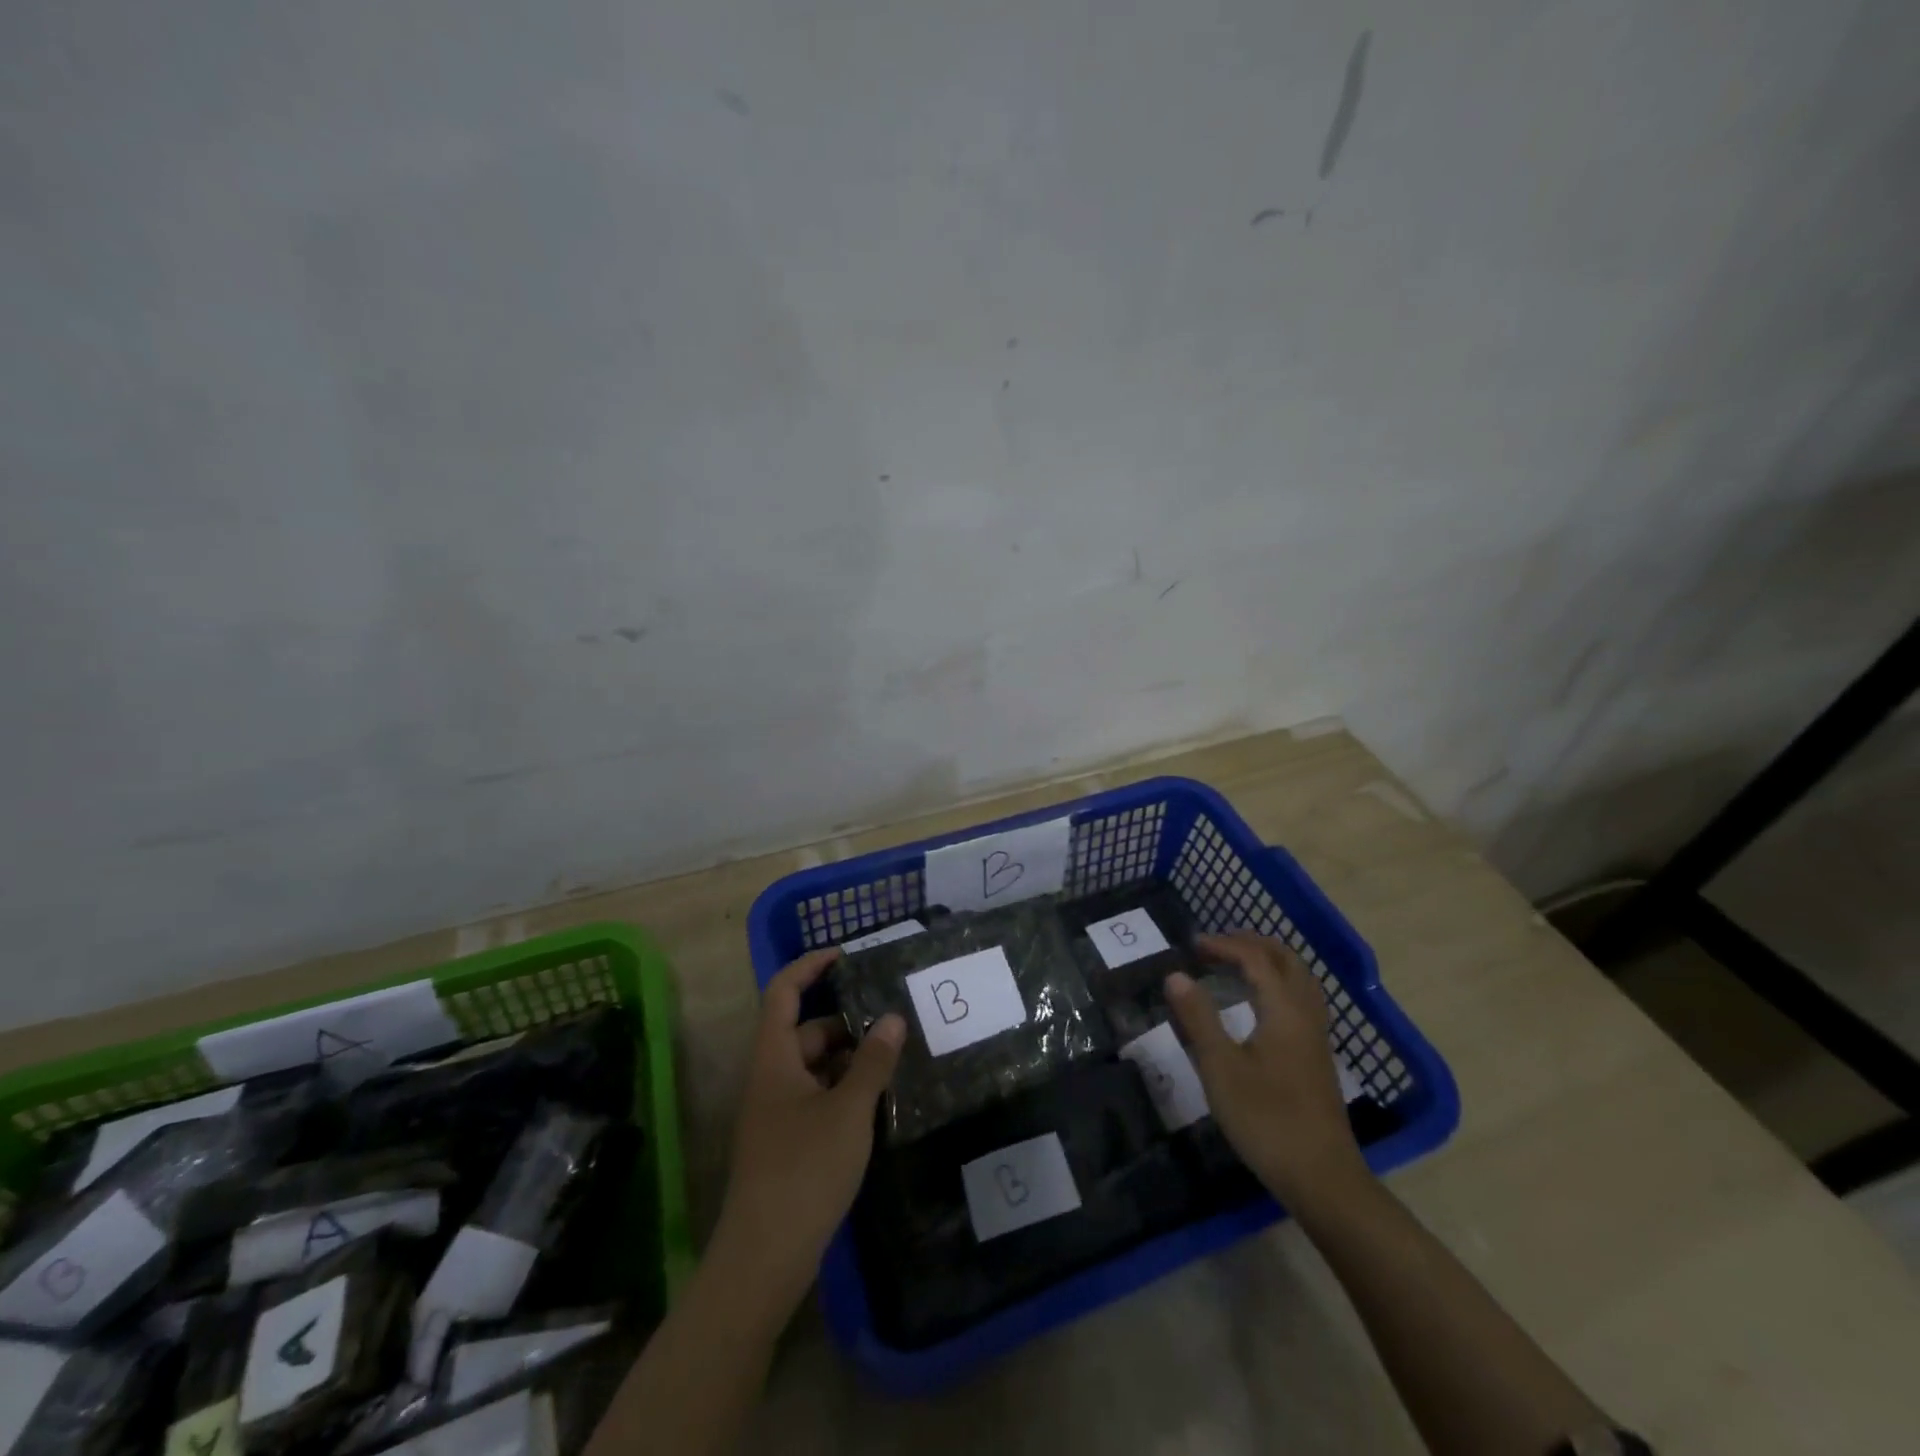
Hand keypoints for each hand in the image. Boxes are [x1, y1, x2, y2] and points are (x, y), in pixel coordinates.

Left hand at [711, 947, 905, 1316]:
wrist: (764, 1258)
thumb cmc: (804, 1170)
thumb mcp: (849, 1110)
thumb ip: (872, 1062)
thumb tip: (893, 1017)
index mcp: (774, 1059)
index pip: (783, 992)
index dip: (810, 967)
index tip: (846, 956)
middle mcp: (770, 1078)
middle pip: (804, 1031)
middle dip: (845, 1021)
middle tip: (892, 1019)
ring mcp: (776, 1113)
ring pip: (813, 1067)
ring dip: (848, 1058)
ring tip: (894, 1058)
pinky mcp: (786, 1143)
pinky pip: (816, 1097)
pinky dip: (843, 1090)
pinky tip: (877, 1101)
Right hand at [1165, 931, 1368, 1207]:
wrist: (1322, 1179)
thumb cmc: (1267, 1120)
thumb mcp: (1221, 1068)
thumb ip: (1198, 1018)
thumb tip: (1176, 974)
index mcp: (1284, 1010)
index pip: (1255, 959)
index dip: (1224, 945)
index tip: (1191, 945)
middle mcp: (1305, 1015)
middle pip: (1286, 961)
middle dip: (1251, 943)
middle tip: (1216, 944)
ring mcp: (1316, 1038)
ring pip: (1299, 979)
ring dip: (1268, 962)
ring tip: (1236, 964)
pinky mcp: (1317, 1058)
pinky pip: (1300, 999)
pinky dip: (1278, 983)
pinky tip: (1259, 1003)